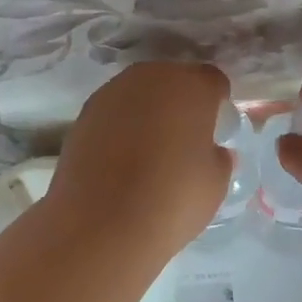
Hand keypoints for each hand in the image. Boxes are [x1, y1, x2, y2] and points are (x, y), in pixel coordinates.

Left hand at [44, 62, 234, 254]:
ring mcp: (111, 93)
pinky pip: (113, 113)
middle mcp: (150, 77)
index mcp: (191, 86)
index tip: (216, 127)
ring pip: (139, 93)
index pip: (212, 80)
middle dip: (180, 101)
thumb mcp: (216, 183)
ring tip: (150, 149)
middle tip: (184, 137)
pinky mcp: (83, 114)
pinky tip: (122, 159)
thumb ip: (218, 157)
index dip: (216, 102)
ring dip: (147, 112)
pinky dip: (120, 127)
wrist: (102, 223)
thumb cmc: (173, 199)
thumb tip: (212, 152)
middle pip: (172, 80)